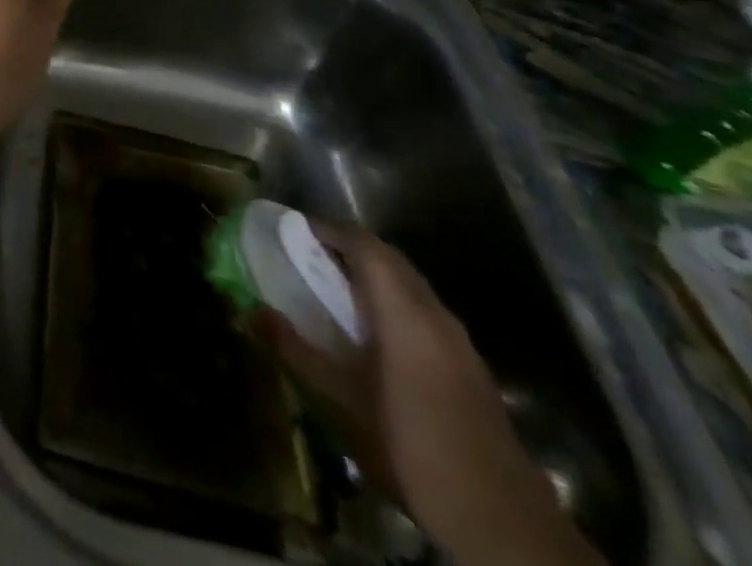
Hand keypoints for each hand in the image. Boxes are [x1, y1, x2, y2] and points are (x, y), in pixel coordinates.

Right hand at [258, 228, 600, 565]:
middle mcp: (434, 313)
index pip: (364, 245)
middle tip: (306, 254)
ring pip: (409, 284)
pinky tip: (372, 333)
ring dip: (371, 274)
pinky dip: (391, 301)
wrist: (500, 521)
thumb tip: (250, 311)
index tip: (292, 229)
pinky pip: (422, 310)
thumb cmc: (410, 445)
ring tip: (332, 287)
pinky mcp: (468, 367)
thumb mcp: (339, 400)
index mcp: (404, 311)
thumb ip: (294, 350)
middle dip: (347, 247)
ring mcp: (458, 340)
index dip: (327, 230)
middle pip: (389, 258)